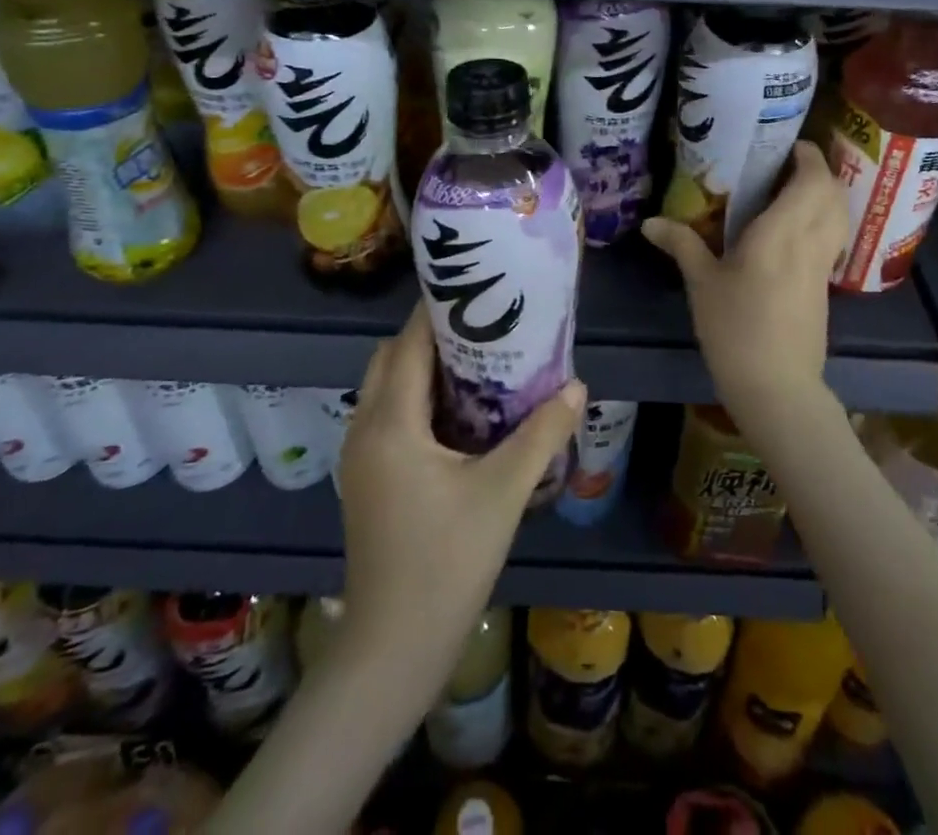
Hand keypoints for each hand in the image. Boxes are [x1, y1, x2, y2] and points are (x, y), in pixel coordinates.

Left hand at [336, 303, 585, 689]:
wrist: (393, 648)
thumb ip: (540, 435)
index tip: (475, 290)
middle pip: (391, 358)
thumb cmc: (447, 563)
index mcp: (391, 423)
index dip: (437, 311)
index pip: (409, 344)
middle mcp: (366, 428)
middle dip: (431, 335)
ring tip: (477, 363)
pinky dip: (416, 399)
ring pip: (387, 388)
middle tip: (483, 326)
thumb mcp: (502, 493)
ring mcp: (360, 456)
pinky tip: (459, 415)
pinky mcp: (365, 479)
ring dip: (423, 368)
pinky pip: (387, 416)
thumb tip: (577, 387)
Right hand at [642, 140, 847, 423]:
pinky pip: (832, 238)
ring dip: (823, 194)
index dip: (806, 155)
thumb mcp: (701, 283)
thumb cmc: (735, 328)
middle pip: (831, 192)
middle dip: (816, 170)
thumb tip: (649, 222)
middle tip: (783, 164)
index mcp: (782, 232)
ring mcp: (822, 265)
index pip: (810, 179)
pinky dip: (822, 220)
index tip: (784, 144)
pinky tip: (794, 230)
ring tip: (791, 190)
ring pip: (838, 215)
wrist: (777, 386)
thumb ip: (681, 244)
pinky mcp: (824, 286)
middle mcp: (810, 241)